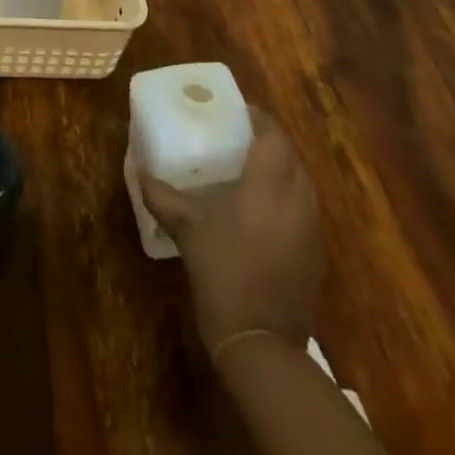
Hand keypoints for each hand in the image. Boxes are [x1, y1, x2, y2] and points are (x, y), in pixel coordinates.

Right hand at [138, 110, 322, 350]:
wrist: (261, 343)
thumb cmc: (222, 273)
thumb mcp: (186, 229)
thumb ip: (162, 195)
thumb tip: (139, 170)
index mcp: (268, 185)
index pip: (273, 136)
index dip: (258, 118)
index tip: (236, 110)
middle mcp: (297, 200)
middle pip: (291, 156)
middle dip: (269, 141)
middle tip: (238, 136)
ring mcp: (311, 230)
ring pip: (301, 182)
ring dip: (280, 168)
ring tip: (249, 168)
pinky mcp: (315, 255)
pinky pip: (303, 209)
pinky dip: (286, 197)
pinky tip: (261, 210)